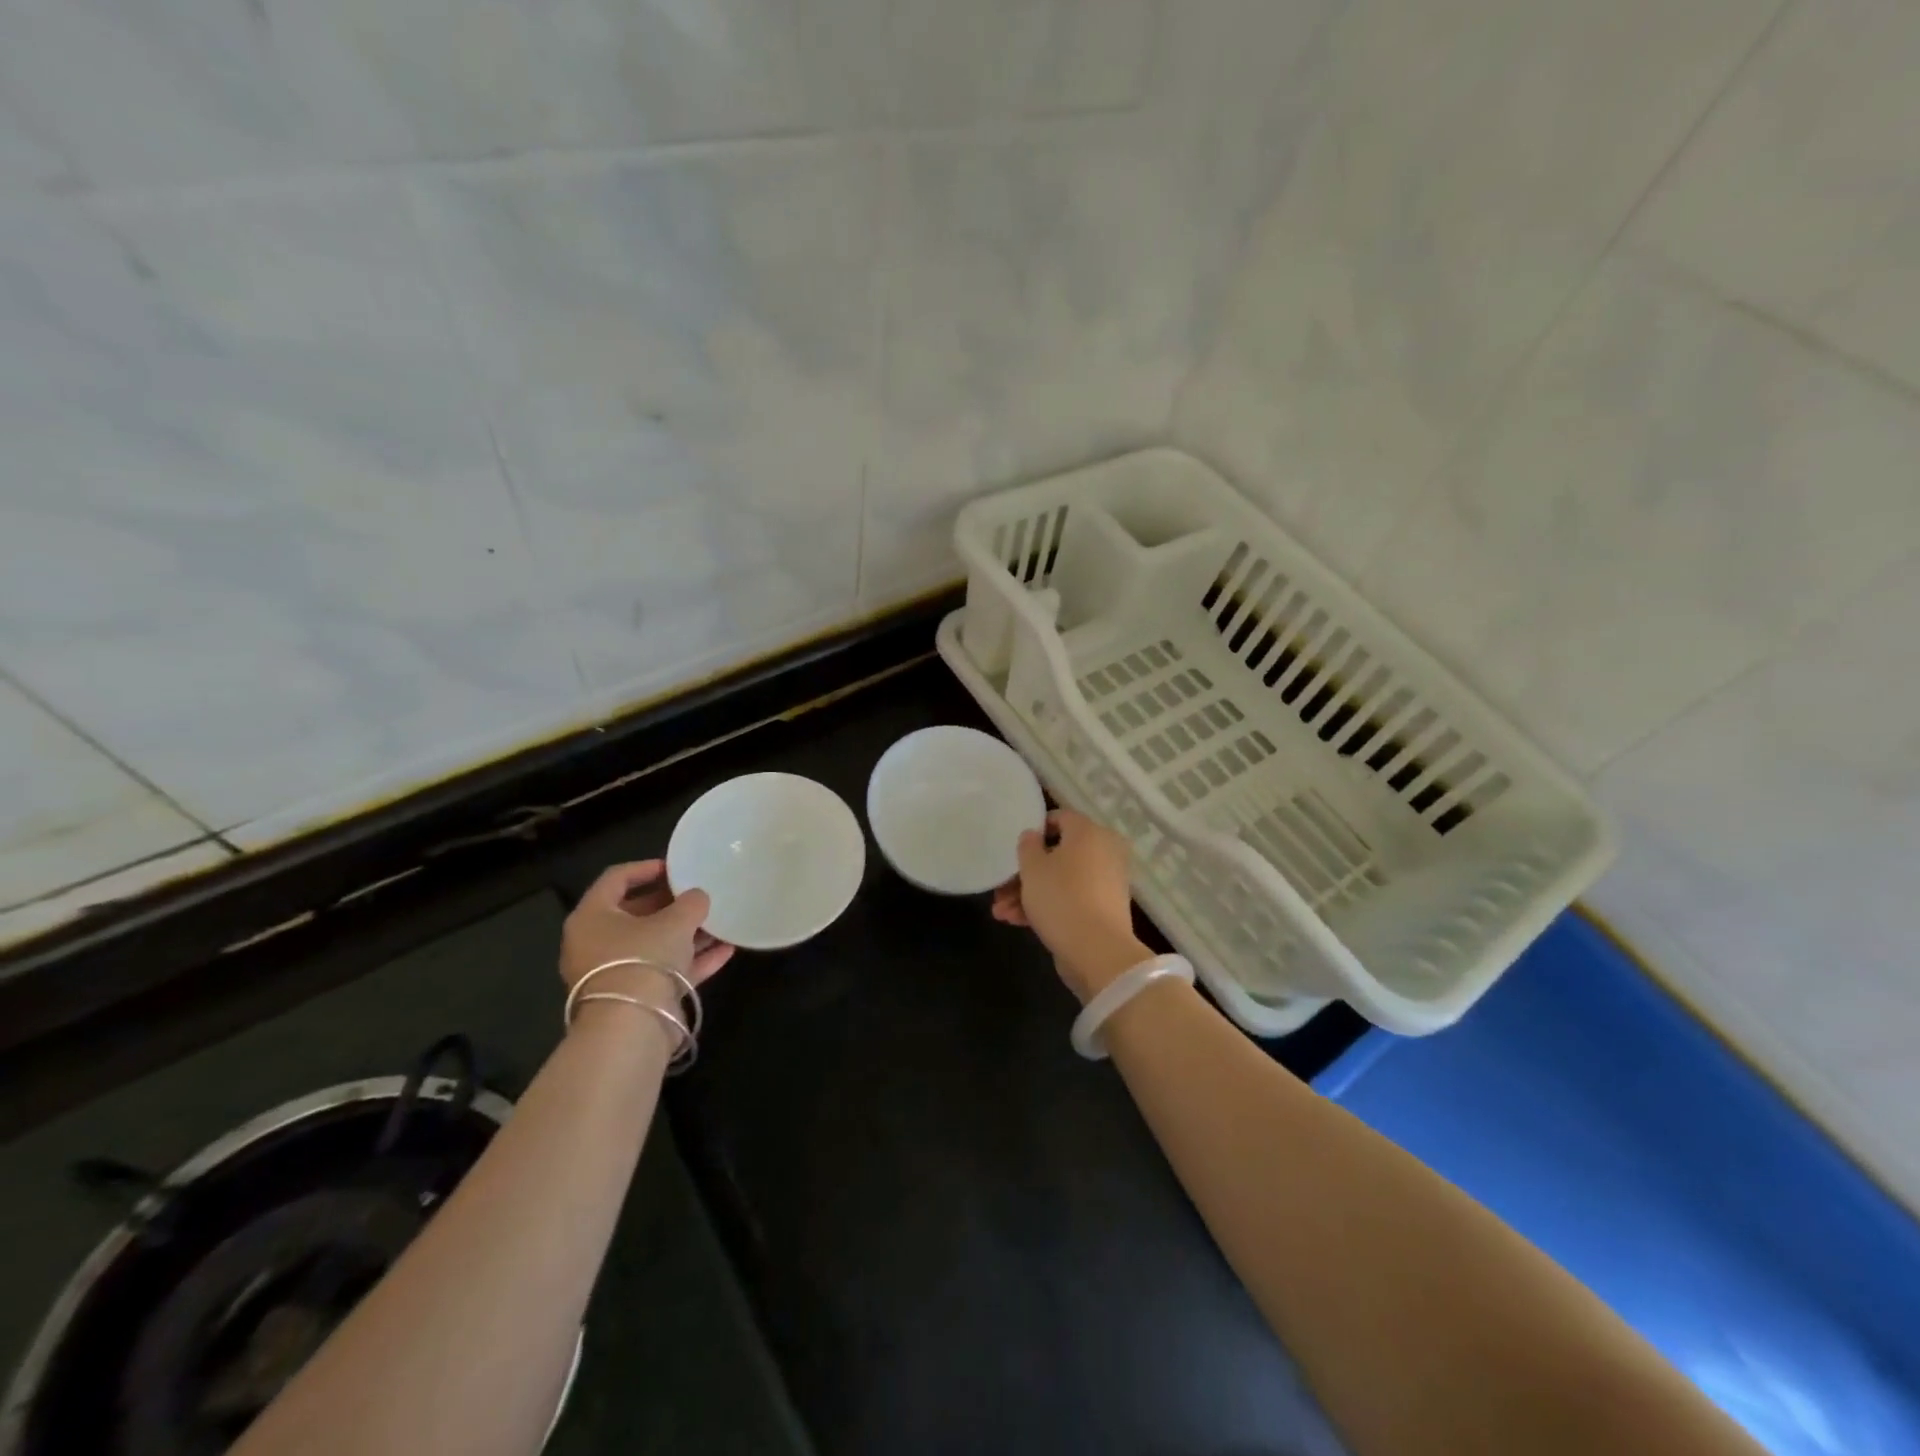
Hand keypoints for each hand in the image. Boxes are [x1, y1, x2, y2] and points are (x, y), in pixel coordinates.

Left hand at [560, 861, 733, 1010]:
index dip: (646, 868)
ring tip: (720, 922)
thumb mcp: (675, 921)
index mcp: (592, 917)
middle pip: (635, 914)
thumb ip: (690, 902)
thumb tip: (698, 897)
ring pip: (654, 944)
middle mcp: (596, 943)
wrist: (632, 1027)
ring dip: (687, 933)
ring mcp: (615, 973)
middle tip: (699, 895)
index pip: (615, 879)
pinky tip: (726, 950)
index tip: (675, 867)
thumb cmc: (643, 958)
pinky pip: (666, 970)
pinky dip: (693, 960)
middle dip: (671, 904)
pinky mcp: (635, 997)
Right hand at [992, 810, 1150, 1002]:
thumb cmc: (1061, 898)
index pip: (1060, 818)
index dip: (1035, 830)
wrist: (1097, 951)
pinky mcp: (1103, 909)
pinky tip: (1017, 921)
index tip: (1015, 849)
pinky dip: (1048, 906)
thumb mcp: (1033, 868)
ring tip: (1001, 913)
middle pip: (1057, 854)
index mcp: (1089, 833)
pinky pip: (1072, 898)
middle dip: (1025, 873)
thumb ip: (1028, 845)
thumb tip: (1033, 836)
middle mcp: (1103, 852)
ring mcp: (1105, 882)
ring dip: (1030, 894)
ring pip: (1061, 879)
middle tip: (1001, 890)